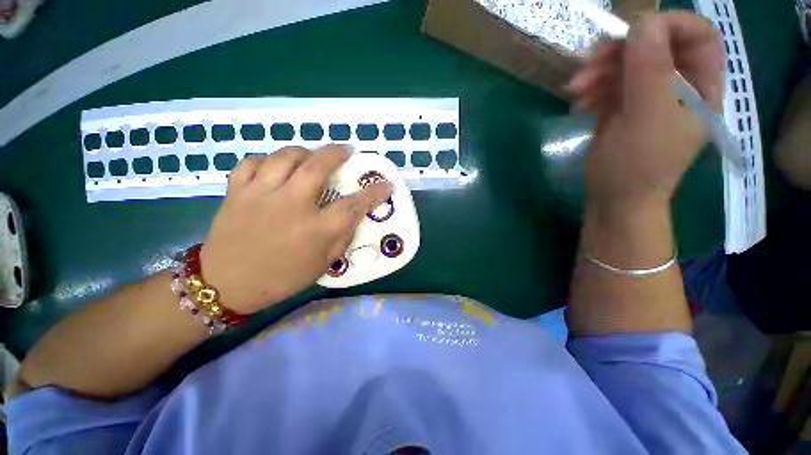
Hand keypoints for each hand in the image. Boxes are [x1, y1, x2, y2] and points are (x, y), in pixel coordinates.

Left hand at [199, 145, 391, 313]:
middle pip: (318, 166)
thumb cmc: (281, 279)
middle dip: (336, 153)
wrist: (226, 285)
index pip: (354, 204)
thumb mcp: (323, 264)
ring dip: (303, 152)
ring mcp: (261, 194)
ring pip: (285, 156)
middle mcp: (291, 205)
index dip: (374, 192)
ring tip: (310, 157)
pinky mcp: (236, 191)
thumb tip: (353, 215)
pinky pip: (252, 163)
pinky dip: (267, 160)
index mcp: (316, 229)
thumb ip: (342, 237)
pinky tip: (274, 168)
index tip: (387, 184)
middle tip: (345, 150)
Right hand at [567, 11, 724, 206]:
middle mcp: (677, 85)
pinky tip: (579, 104)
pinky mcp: (621, 107)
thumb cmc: (640, 165)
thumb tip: (643, 22)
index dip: (669, 25)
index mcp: (700, 86)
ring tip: (575, 91)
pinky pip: (608, 84)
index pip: (697, 35)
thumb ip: (651, 69)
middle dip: (620, 51)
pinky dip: (592, 89)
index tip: (633, 32)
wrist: (614, 197)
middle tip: (589, 63)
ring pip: (625, 64)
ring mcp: (646, 95)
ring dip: (598, 72)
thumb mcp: (648, 117)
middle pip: (653, 46)